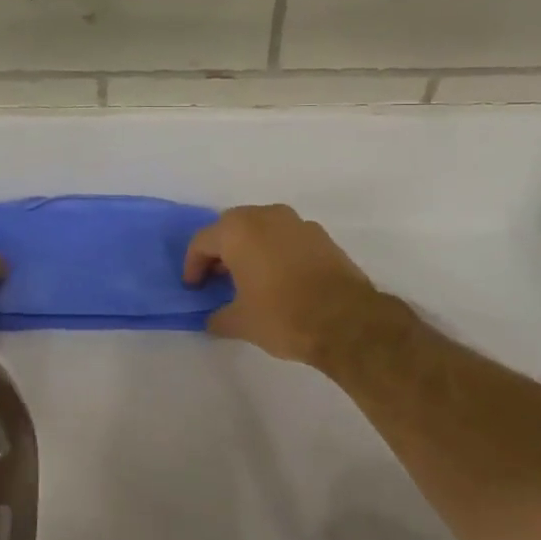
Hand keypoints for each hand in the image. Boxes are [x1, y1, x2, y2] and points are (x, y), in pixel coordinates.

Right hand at [184, 204, 390, 368]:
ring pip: (261, 229)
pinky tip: (279, 279)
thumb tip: (213, 320)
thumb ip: (219, 317)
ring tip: (248, 278)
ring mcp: (297, 223)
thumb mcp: (241, 323)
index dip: (193, 266)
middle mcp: (266, 216)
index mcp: (238, 231)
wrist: (347, 321)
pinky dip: (275, 252)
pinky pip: (286, 238)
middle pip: (231, 228)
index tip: (194, 288)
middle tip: (217, 278)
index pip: (202, 242)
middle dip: (220, 252)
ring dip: (250, 248)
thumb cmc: (282, 315)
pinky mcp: (322, 236)